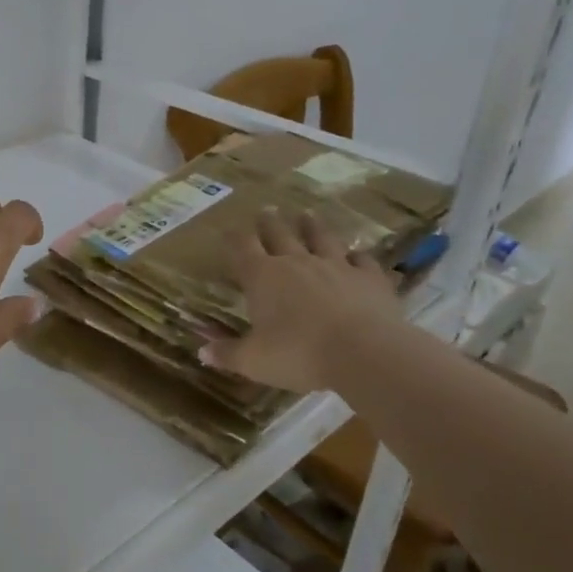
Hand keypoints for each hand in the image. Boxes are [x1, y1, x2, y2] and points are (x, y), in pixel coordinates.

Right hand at [199, 210, 399, 391]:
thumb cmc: (299, 354)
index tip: (229, 230)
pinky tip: (357, 255)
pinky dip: (358, 256)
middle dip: (270, 223)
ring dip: (313, 226)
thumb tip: (202, 352)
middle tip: (267, 210)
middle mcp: (297, 263)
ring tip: (308, 214)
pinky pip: (363, 261)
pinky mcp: (370, 279)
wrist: (364, 353)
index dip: (235, 237)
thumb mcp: (254, 361)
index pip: (243, 247)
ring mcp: (336, 267)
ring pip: (321, 238)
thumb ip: (228, 353)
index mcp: (262, 276)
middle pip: (280, 234)